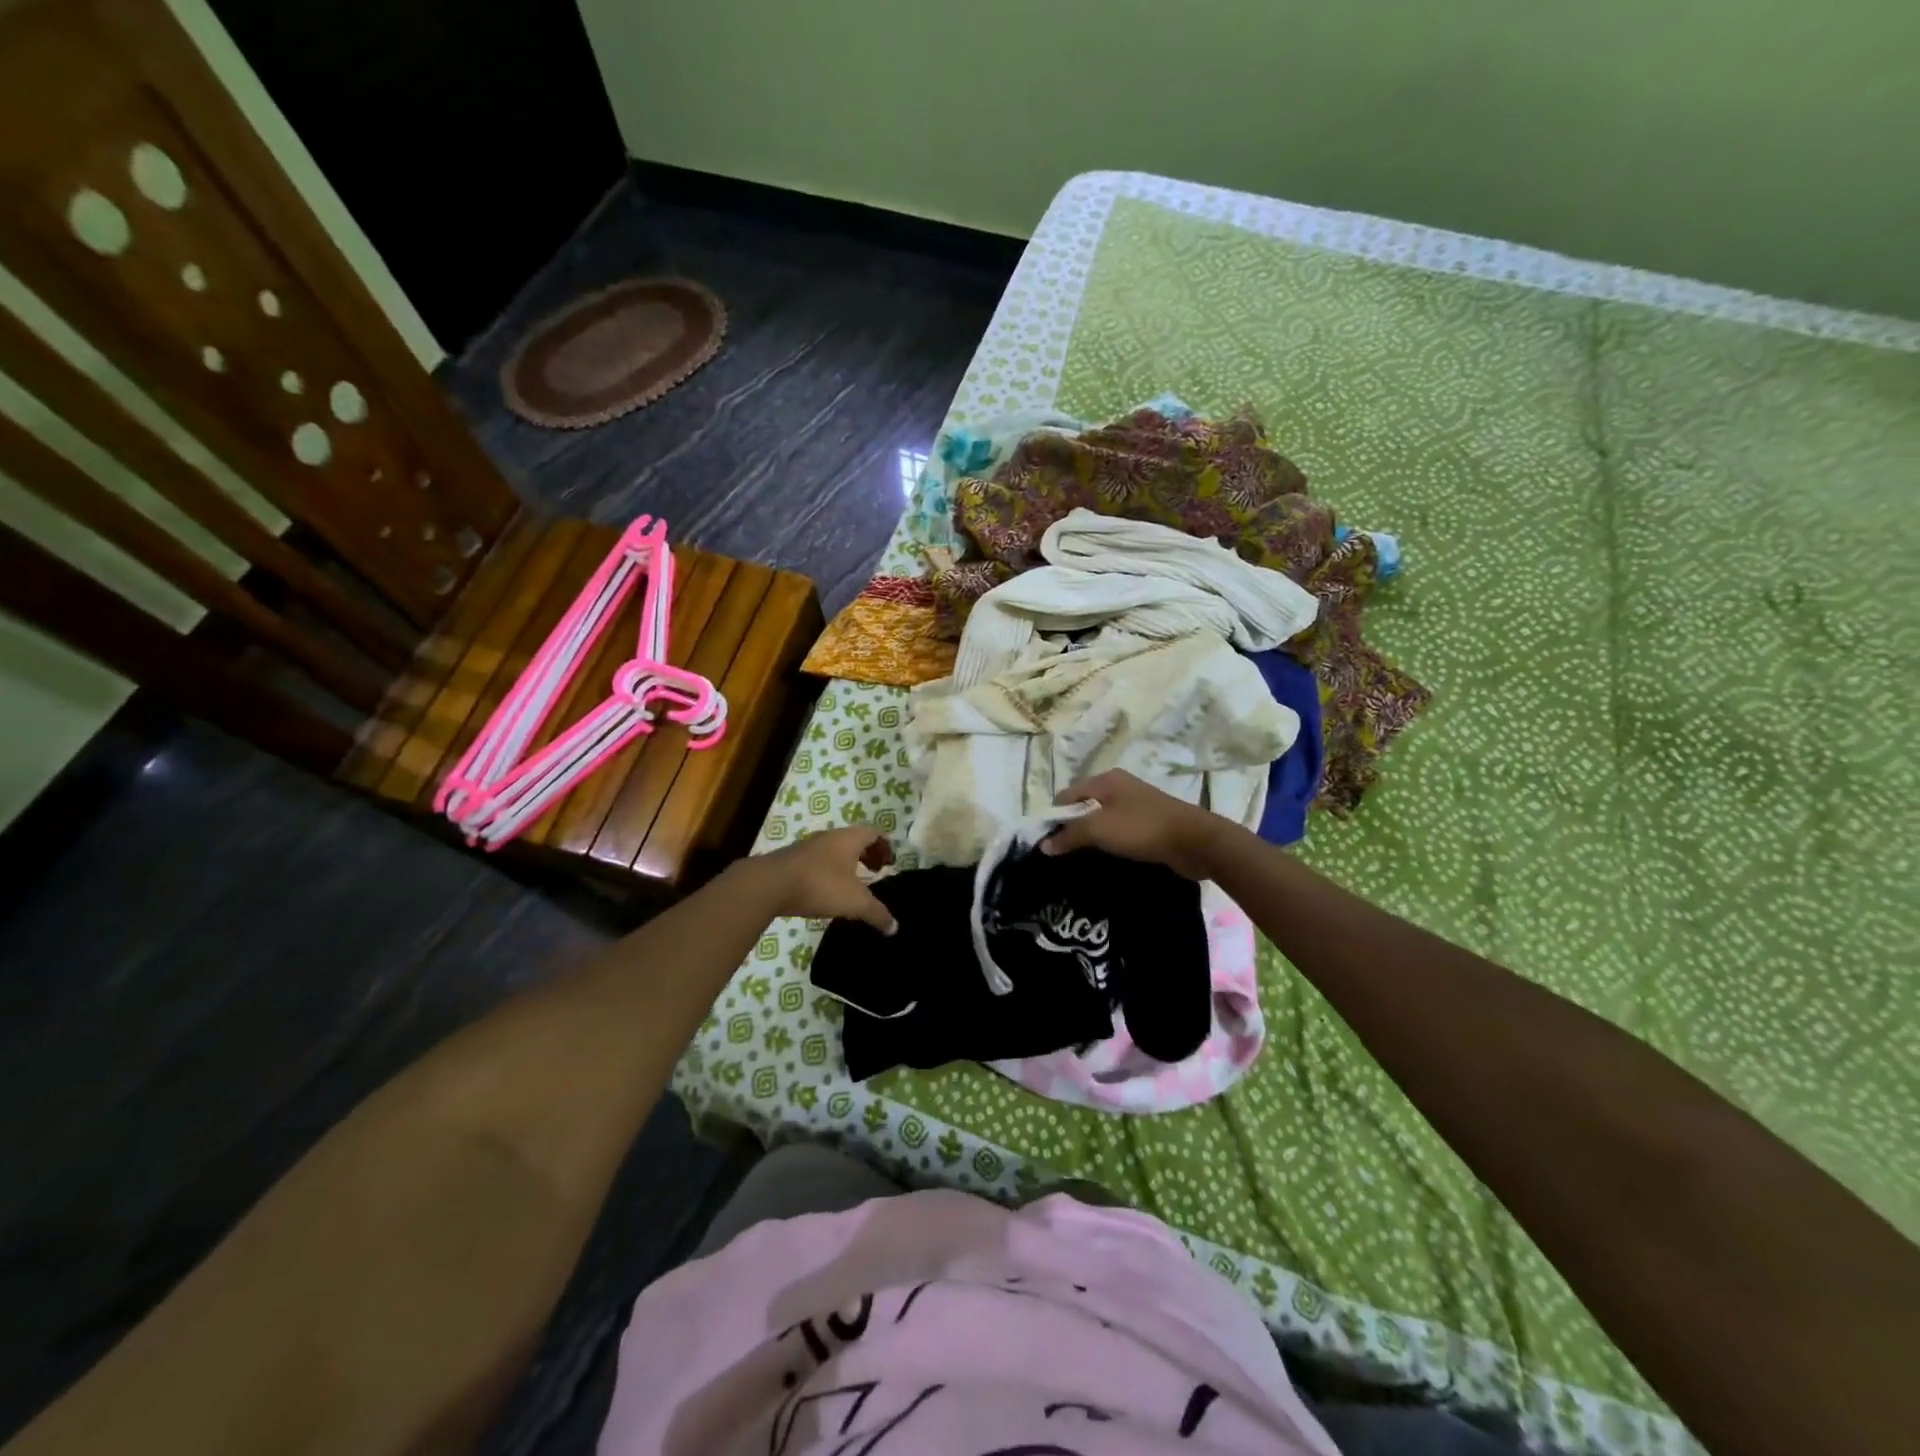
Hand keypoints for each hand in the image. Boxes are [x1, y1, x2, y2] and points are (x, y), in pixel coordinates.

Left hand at [747, 825, 897, 933]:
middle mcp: (830, 837)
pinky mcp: (791, 859)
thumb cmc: (820, 884)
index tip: (890, 864)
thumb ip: (877, 913)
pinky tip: (826, 890)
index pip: (874, 832)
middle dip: (868, 854)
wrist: (769, 884)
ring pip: (835, 849)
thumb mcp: (855, 902)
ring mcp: (808, 846)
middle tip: (876, 871)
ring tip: (852, 883)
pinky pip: (818, 860)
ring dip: (847, 862)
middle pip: (855, 839)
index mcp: (849, 838)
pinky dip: (829, 870)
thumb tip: (894, 927)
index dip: (885, 846)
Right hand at [1041, 770, 1229, 879]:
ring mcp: (1135, 805)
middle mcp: (1119, 787)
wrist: (1195, 841)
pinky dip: (1109, 842)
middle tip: (1061, 854)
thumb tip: (1043, 845)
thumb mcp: (1099, 829)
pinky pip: (1119, 831)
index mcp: (1105, 780)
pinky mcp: (1148, 823)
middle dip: (1071, 828)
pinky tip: (1105, 858)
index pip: (1066, 795)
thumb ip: (1069, 835)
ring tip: (1080, 859)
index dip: (1053, 817)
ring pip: (1101, 820)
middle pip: (1083, 806)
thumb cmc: (1142, 828)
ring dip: (1091, 838)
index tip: (1046, 843)